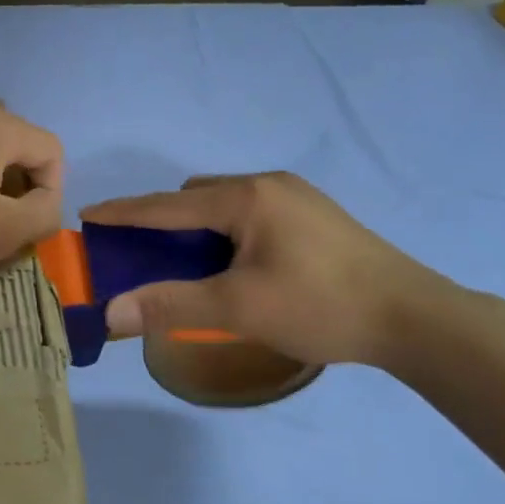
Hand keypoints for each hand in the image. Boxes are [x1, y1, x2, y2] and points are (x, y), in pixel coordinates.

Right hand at [82, 174, 452, 366]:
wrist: (416, 318)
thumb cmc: (321, 306)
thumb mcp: (238, 308)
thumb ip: (171, 305)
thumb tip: (111, 312)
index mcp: (247, 198)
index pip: (168, 205)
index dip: (124, 212)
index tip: (88, 215)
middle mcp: (269, 185)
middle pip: (196, 198)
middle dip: (165, 222)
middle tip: (149, 258)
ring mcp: (297, 198)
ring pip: (226, 206)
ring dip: (199, 230)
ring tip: (193, 268)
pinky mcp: (315, 217)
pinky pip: (251, 215)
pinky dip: (227, 234)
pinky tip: (237, 267)